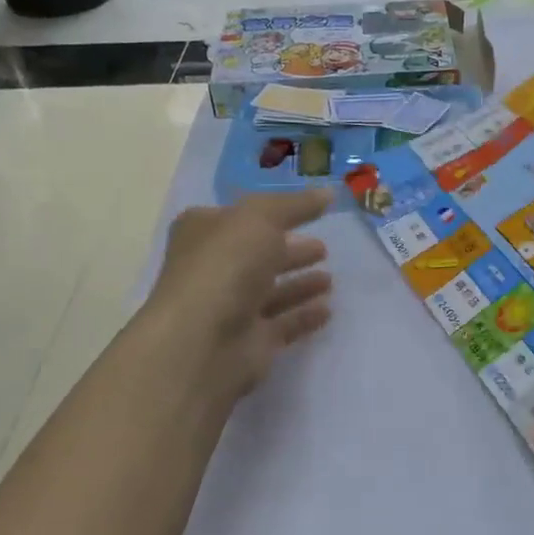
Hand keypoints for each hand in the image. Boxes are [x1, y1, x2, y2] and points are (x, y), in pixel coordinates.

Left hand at [143, 189, 334, 401]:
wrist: (203, 342)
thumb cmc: (225, 266)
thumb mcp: (260, 218)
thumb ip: (295, 205)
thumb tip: (328, 192)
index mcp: (205, 232)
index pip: (240, 216)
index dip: (272, 212)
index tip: (308, 211)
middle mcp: (215, 269)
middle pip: (258, 255)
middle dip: (289, 250)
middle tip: (323, 248)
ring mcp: (232, 307)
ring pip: (272, 291)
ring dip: (300, 284)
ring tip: (331, 278)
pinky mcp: (251, 341)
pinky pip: (284, 324)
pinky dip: (304, 315)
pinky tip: (328, 309)